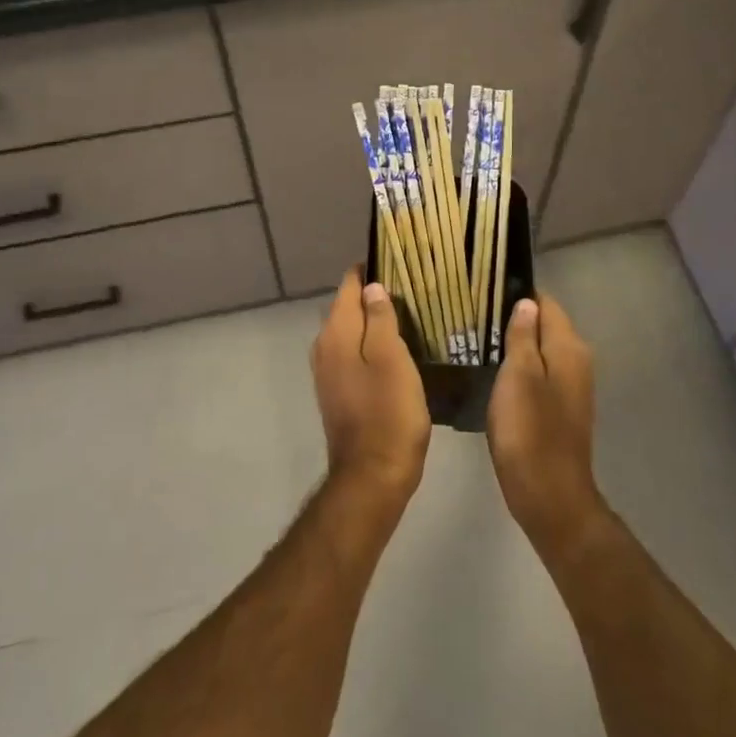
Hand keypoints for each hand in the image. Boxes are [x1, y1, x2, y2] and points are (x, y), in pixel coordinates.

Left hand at [311, 269, 430, 503]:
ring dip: (372, 320)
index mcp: (336, 333)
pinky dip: (370, 344)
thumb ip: (380, 319)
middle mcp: (324, 347)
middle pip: (347, 307)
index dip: (370, 269)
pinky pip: (352, 354)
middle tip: (411, 287)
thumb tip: (372, 287)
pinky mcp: (338, 392)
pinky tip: (395, 349)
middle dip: (373, 294)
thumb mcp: (391, 359)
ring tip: (408, 313)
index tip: (399, 260)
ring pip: (350, 332)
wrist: (373, 476)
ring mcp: (328, 372)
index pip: (348, 285)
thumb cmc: (389, 412)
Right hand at [487, 295, 605, 563]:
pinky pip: (540, 373)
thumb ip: (522, 336)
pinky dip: (520, 368)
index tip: (485, 291)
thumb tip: (526, 302)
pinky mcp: (561, 408)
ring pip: (541, 350)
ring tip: (477, 339)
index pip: (546, 303)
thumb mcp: (518, 376)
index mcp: (568, 347)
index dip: (518, 294)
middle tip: (474, 315)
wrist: (549, 495)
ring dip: (515, 344)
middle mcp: (576, 361)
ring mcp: (571, 386)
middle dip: (514, 318)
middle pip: (545, 325)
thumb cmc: (529, 431)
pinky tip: (494, 373)